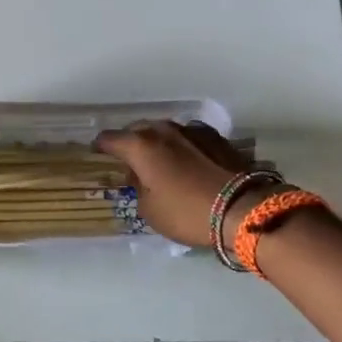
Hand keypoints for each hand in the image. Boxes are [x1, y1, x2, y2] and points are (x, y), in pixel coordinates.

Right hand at [94, 120, 254, 247]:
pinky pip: (188, 138)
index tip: (97, 155)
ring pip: (165, 132)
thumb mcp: (150, 211)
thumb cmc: (187, 212)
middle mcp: (163, 130)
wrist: (243, 208)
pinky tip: (188, 164)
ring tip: (161, 164)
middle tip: (131, 163)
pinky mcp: (215, 137)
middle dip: (131, 144)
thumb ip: (138, 188)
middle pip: (137, 130)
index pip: (109, 139)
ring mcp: (191, 130)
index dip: (100, 148)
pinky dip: (182, 148)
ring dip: (159, 144)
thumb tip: (142, 175)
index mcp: (140, 146)